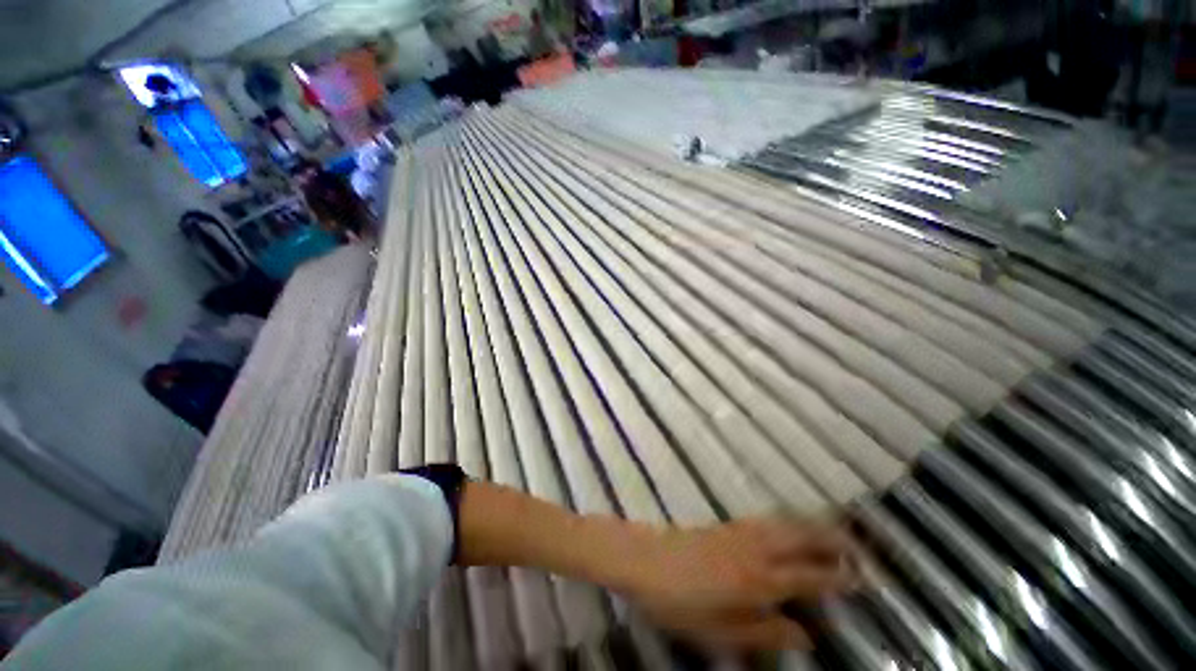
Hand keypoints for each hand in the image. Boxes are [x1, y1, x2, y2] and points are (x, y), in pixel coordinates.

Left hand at [624, 517, 852, 650]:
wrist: (644, 560)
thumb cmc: (678, 603)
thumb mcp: (719, 632)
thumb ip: (764, 634)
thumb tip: (805, 636)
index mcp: (757, 581)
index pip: (808, 576)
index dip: (837, 577)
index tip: (863, 578)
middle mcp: (754, 551)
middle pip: (801, 539)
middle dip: (833, 540)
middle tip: (860, 547)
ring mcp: (739, 532)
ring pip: (784, 523)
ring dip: (813, 525)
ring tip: (836, 529)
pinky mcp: (726, 524)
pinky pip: (766, 519)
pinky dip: (787, 519)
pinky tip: (791, 523)